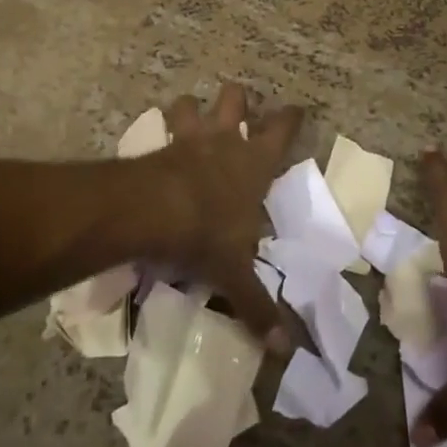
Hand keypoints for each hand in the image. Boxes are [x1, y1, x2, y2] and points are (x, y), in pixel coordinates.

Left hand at [135, 83, 303, 354]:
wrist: (151, 212)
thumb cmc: (206, 234)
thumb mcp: (235, 274)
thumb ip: (258, 307)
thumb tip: (283, 348)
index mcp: (255, 163)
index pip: (282, 128)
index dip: (290, 116)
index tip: (295, 109)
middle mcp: (225, 142)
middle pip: (235, 98)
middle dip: (237, 99)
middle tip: (236, 108)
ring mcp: (189, 139)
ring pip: (191, 104)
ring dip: (190, 108)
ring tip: (189, 114)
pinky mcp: (158, 147)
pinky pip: (160, 130)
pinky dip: (160, 133)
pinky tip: (155, 146)